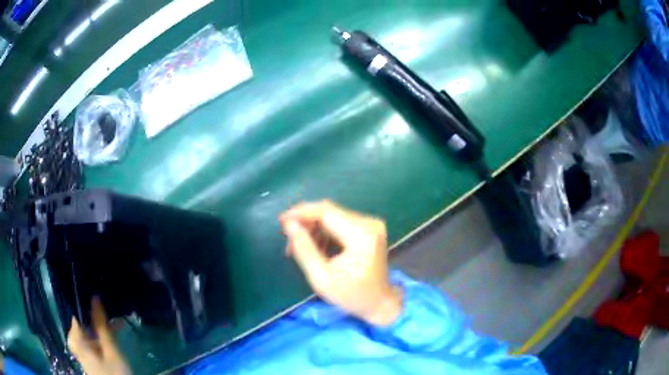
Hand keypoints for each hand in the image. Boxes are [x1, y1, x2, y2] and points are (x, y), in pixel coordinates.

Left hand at [68, 298, 130, 374]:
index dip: (83, 302)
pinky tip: (111, 336)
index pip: (75, 312)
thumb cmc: (115, 373)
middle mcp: (76, 342)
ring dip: (100, 326)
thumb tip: (95, 297)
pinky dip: (100, 335)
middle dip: (94, 315)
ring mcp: (82, 351)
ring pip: (87, 331)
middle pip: (81, 322)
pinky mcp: (89, 357)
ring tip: (115, 324)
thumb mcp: (111, 351)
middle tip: (108, 311)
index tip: (95, 296)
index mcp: (77, 339)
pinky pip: (91, 339)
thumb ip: (102, 326)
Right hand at [280, 201, 401, 325]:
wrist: (379, 303)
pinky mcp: (368, 228)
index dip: (301, 213)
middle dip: (305, 223)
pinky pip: (339, 223)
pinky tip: (314, 247)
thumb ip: (304, 249)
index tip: (281, 220)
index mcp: (362, 236)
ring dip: (312, 229)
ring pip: (332, 216)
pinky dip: (323, 232)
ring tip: (298, 248)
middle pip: (329, 212)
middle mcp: (369, 224)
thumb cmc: (352, 296)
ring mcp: (370, 225)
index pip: (326, 212)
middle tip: (288, 240)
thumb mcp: (321, 278)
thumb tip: (289, 225)